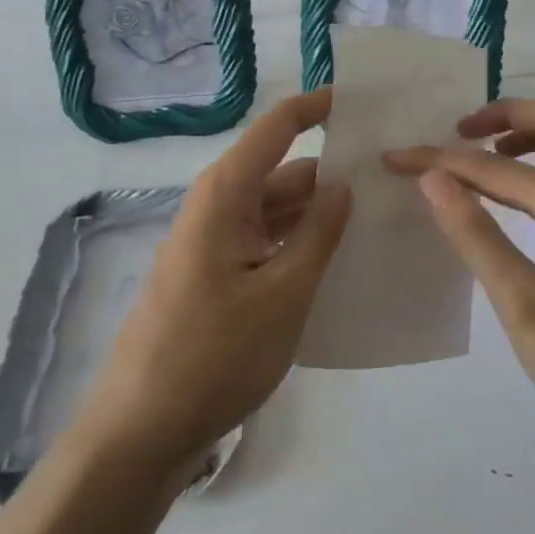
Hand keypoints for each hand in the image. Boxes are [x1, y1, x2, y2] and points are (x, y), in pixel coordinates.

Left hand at [72, 90, 351, 480]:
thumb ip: (318, 233)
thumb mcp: (282, 293)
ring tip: (379, 222)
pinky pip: (266, 243)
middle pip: (284, 172)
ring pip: (277, 211)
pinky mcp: (216, 277)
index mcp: (226, 194)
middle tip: (393, 181)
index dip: (318, 107)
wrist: (141, 433)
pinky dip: (301, 245)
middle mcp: (217, 208)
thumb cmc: (213, 355)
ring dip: (320, 215)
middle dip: (334, 173)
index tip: (364, 100)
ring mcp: (215, 244)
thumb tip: (343, 183)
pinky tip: (340, 264)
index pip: (278, 127)